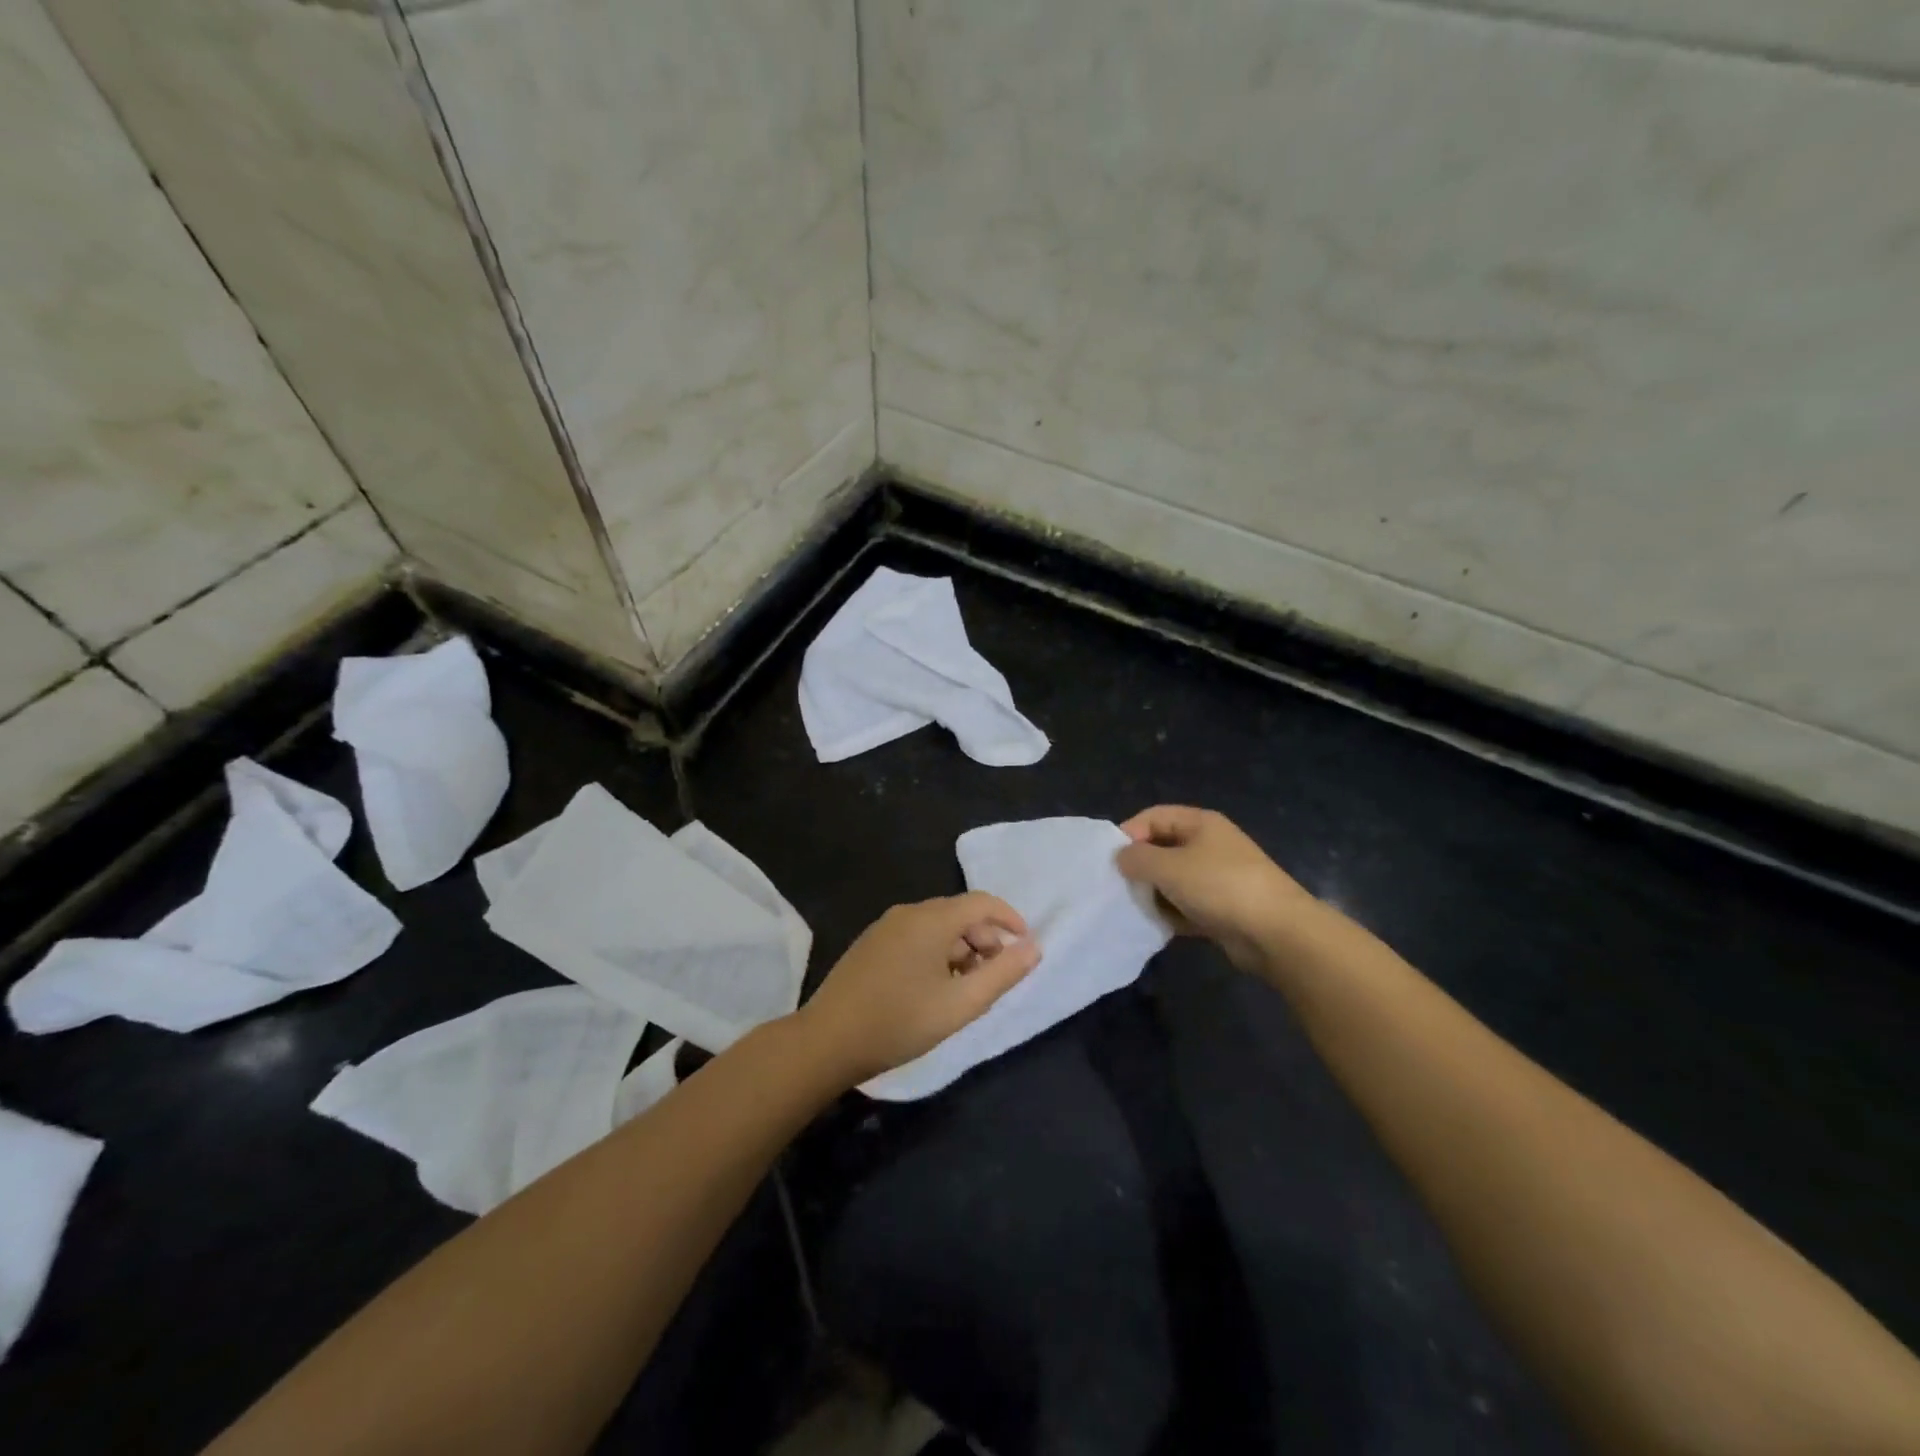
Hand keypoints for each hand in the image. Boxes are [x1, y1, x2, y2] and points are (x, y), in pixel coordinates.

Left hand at [798, 893, 1041, 1084]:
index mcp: (932, 919)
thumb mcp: (960, 1004)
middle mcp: (909, 912)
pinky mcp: (871, 943)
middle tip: (994, 977)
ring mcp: (885, 926)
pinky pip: (916, 936)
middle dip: (985, 939)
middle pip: (959, 913)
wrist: (828, 1040)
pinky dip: (937, 952)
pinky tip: (933, 987)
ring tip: (965, 988)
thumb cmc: (900, 1022)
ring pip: (937, 926)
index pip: (982, 902)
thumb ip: (1002, 974)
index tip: (1026, 946)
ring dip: (961, 948)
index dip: (1010, 918)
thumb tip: (1033, 947)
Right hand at [1116, 806, 1321, 973]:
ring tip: (1134, 908)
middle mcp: (1209, 845)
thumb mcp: (1169, 867)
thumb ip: (1136, 858)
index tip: (1109, 859)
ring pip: (1172, 880)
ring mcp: (1217, 877)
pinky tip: (1156, 926)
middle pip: (1162, 848)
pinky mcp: (1221, 908)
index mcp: (1200, 823)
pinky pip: (1186, 905)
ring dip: (1153, 893)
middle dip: (1139, 866)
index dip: (1128, 833)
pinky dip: (1171, 914)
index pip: (1153, 816)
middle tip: (1117, 886)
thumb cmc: (1220, 886)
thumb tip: (1120, 858)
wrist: (1277, 933)